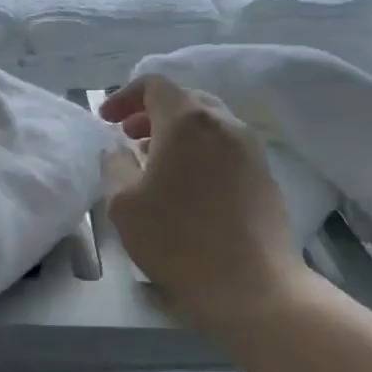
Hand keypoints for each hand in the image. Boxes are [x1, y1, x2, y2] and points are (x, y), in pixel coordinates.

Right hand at [100, 74, 312, 333]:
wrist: (252, 286)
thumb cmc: (178, 241)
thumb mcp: (124, 204)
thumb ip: (115, 166)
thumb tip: (119, 150)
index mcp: (188, 122)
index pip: (155, 84)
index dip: (124, 95)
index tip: (106, 119)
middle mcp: (225, 124)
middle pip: (186, 100)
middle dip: (151, 113)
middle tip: (128, 136)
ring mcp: (251, 149)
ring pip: (209, 124)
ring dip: (177, 134)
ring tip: (154, 162)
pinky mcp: (265, 175)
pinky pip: (226, 148)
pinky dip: (200, 152)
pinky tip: (187, 186)